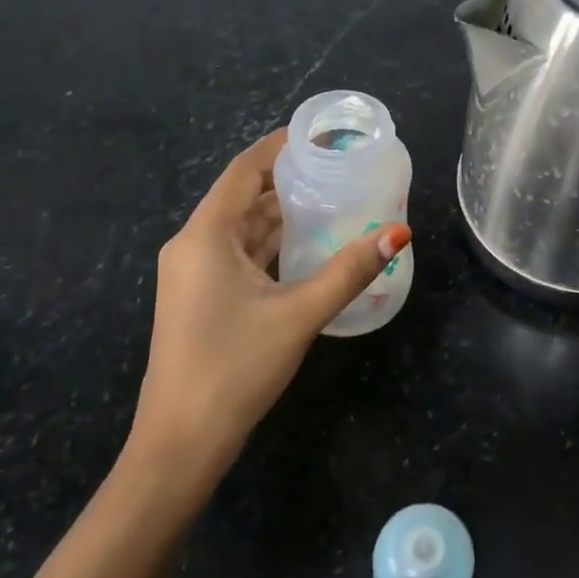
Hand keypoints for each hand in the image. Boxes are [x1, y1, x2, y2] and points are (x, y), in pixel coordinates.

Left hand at [124, 129, 411, 491]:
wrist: (180, 442)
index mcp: (205, 235)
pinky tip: (307, 245)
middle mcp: (193, 245)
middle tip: (338, 168)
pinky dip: (271, 244)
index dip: (279, 147)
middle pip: (243, 196)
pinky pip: (238, 255)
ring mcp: (193, 274)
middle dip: (288, 180)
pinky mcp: (200, 298)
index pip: (244, 170)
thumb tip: (398, 233)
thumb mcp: (299, 314)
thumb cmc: (234, 367)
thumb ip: (349, 271)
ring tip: (332, 199)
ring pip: (242, 228)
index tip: (320, 135)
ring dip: (281, 214)